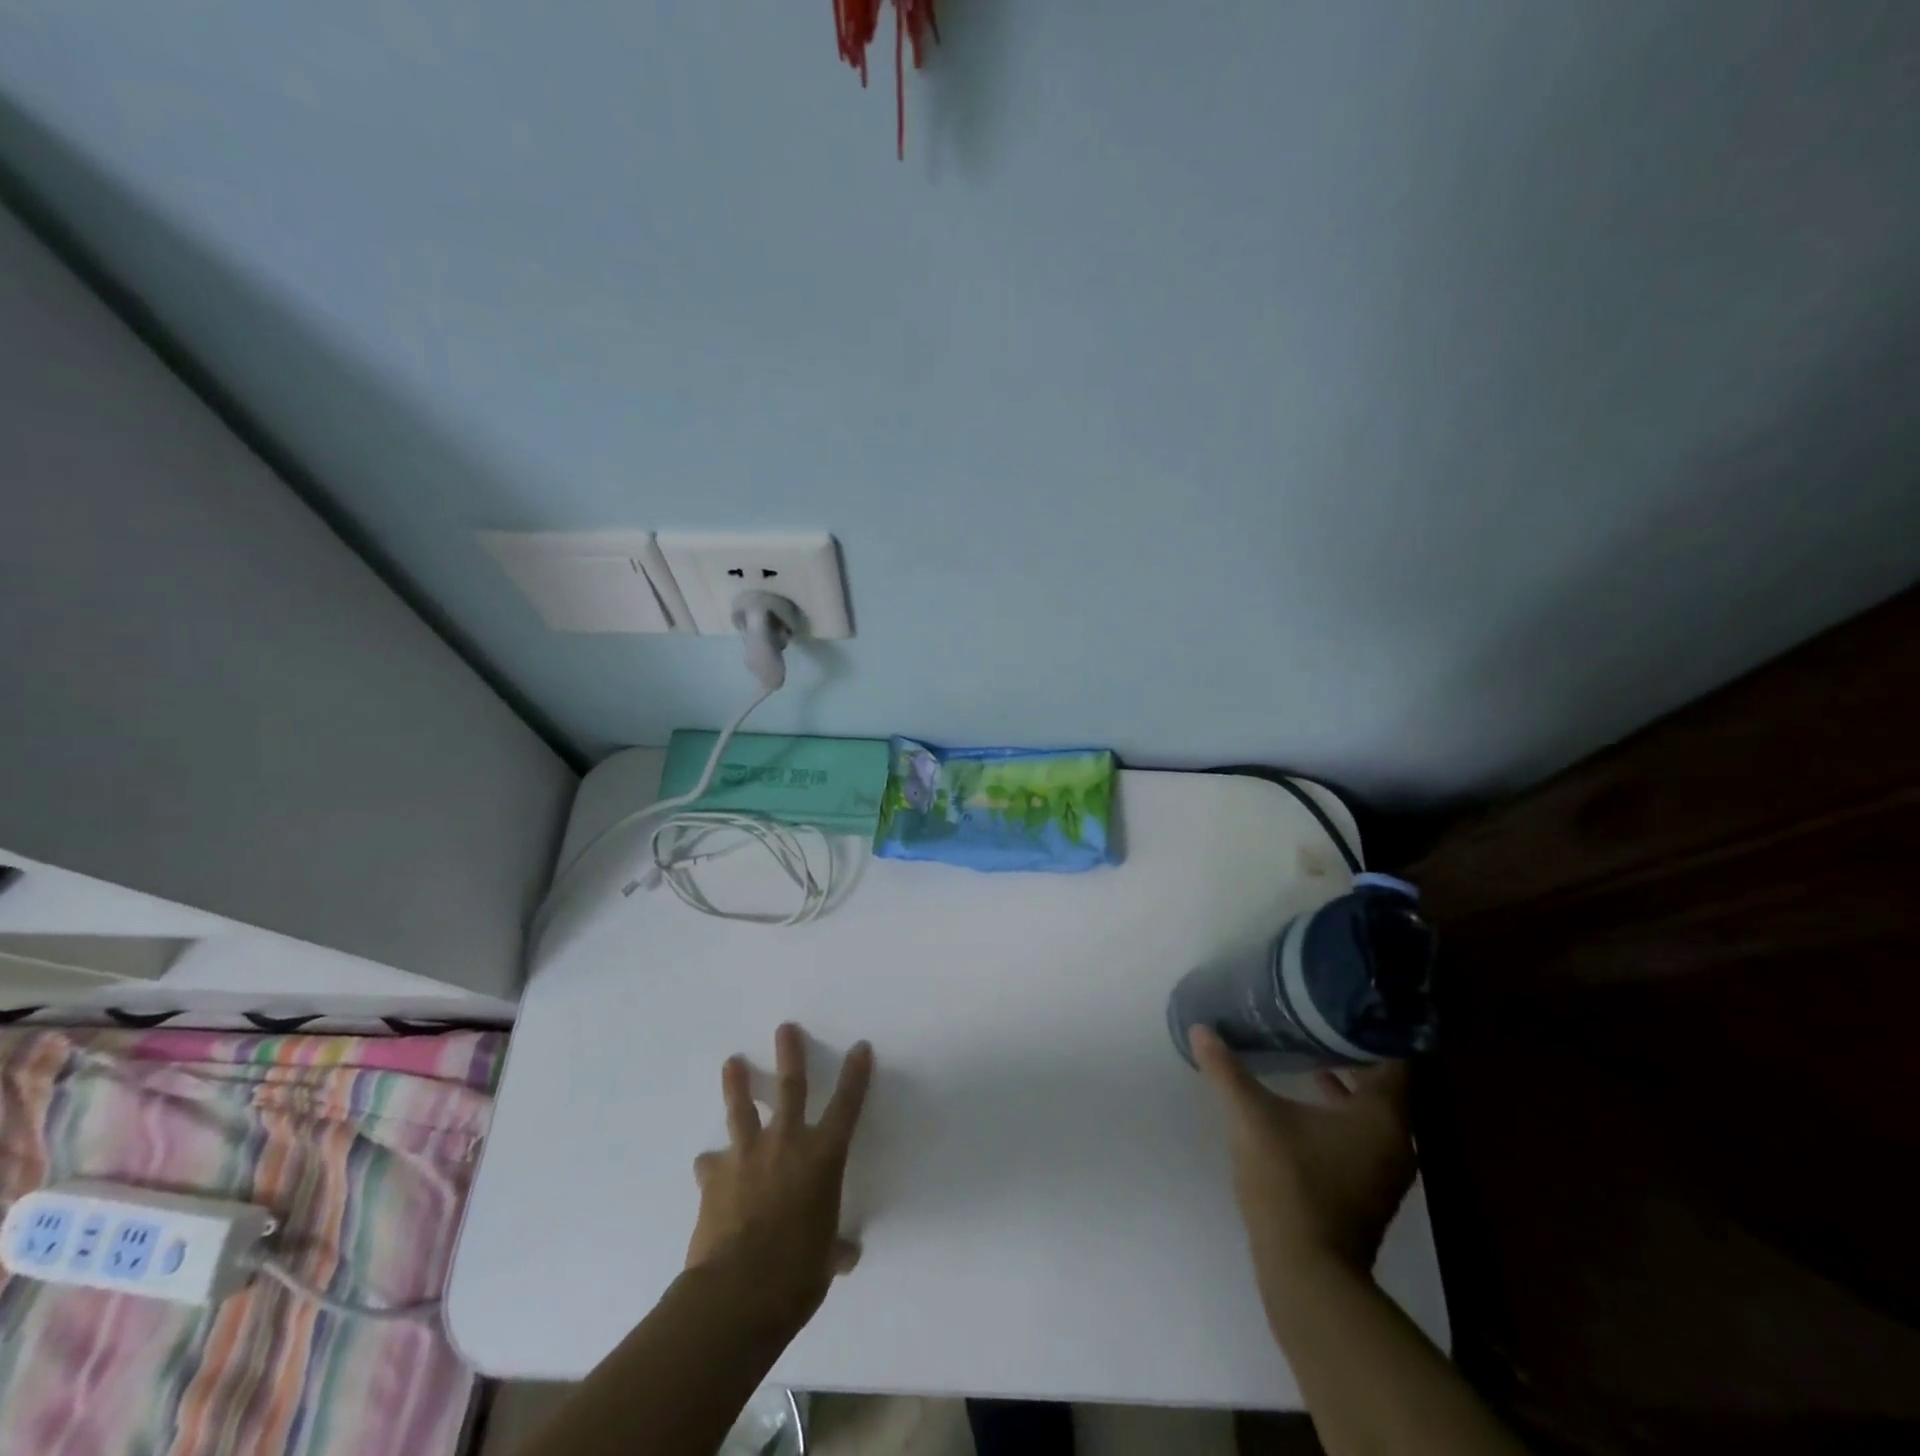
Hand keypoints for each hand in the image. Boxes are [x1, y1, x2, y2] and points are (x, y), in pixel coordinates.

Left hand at [685, 1023, 873, 1333]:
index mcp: (823, 1158)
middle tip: (785, 1028)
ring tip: (732, 1062)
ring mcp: (747, 1155)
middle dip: (790, 1054)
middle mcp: (787, 1144)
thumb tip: (844, 1256)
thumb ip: (834, 1249)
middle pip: (791, 1086)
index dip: (855, 1075)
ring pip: (742, 1108)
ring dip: (737, 1084)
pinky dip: (712, 1165)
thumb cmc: (797, 1275)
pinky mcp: (713, 1177)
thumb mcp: (825, 1262)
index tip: (860, 1047)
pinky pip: (711, 1164)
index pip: (847, 1106)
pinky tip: (707, 1167)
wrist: (737, 1293)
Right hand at [1191, 1026, 1416, 1329]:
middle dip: (1351, 1055)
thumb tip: (1200, 1029)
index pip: (1392, 1058)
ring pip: (1372, 1114)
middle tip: (1316, 1024)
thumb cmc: (1289, 1181)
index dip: (1369, 1029)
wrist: (1307, 1273)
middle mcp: (1396, 1142)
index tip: (1341, 1006)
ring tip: (1308, 1059)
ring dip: (1345, 1088)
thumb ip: (1226, 1070)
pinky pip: (1362, 1138)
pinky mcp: (1368, 1193)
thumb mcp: (1251, 1116)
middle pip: (1383, 1086)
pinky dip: (1340, 1116)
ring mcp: (1384, 1172)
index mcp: (1382, 1117)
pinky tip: (1303, 1109)